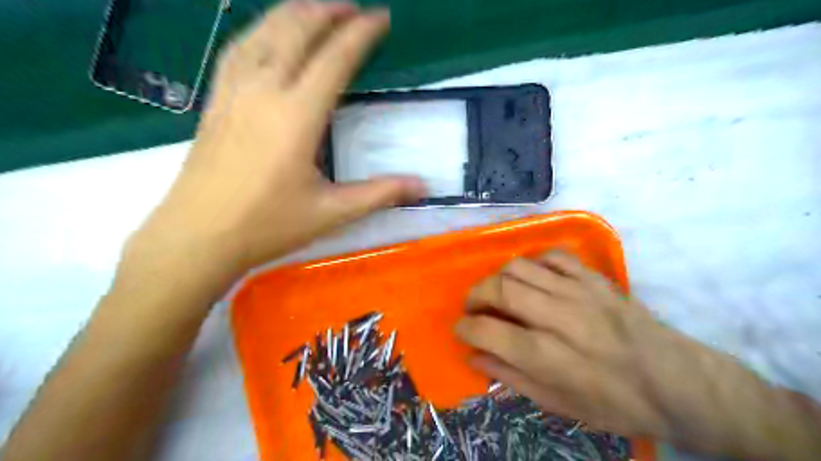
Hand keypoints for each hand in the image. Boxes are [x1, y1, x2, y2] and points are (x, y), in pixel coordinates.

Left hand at [138, 1, 422, 274]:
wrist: (198, 236)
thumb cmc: (267, 225)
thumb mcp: (331, 212)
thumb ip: (380, 194)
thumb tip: (423, 187)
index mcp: (297, 116)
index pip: (335, 59)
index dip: (361, 35)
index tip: (382, 18)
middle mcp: (264, 91)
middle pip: (296, 31)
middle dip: (329, 11)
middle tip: (355, 8)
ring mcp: (233, 92)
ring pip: (263, 32)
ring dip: (294, 13)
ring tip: (317, 8)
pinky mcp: (215, 101)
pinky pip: (239, 49)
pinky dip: (260, 30)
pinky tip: (268, 33)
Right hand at [452, 252, 806, 456]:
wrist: (674, 381)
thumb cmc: (613, 402)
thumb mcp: (558, 405)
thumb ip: (511, 378)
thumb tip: (474, 357)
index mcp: (546, 356)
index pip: (487, 330)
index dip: (465, 328)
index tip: (461, 329)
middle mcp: (557, 317)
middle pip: (499, 288)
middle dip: (475, 295)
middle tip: (473, 307)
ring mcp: (577, 291)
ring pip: (520, 266)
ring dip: (498, 276)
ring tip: (498, 290)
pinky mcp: (594, 278)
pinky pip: (552, 256)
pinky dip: (533, 262)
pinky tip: (533, 277)